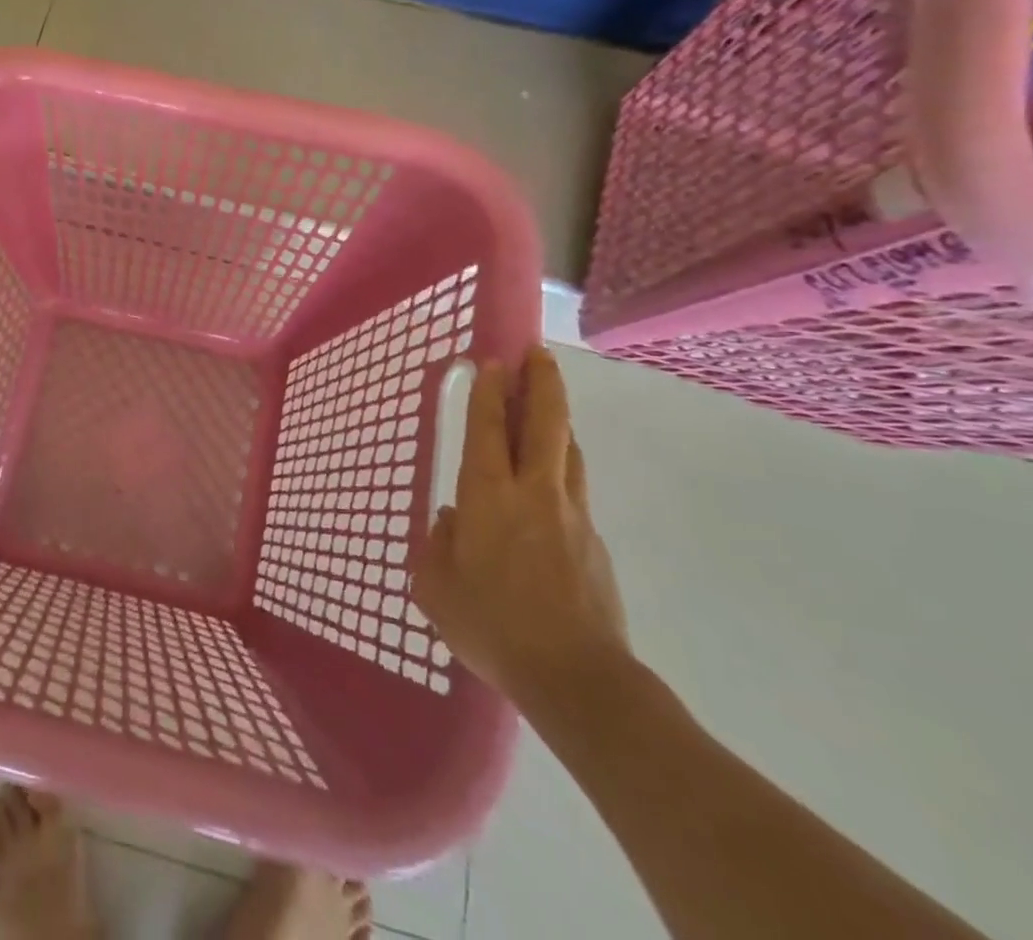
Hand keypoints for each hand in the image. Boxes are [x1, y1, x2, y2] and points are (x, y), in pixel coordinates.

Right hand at [409, 349, 630, 714]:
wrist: (577, 678)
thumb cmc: (492, 625)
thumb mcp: (436, 587)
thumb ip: (437, 544)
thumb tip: (450, 520)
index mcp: (488, 495)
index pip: (488, 428)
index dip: (489, 391)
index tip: (492, 360)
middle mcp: (534, 492)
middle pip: (545, 423)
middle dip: (542, 383)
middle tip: (538, 354)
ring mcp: (572, 515)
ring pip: (569, 451)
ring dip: (558, 420)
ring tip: (548, 404)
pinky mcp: (595, 543)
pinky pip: (576, 489)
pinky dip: (563, 468)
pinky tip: (551, 482)